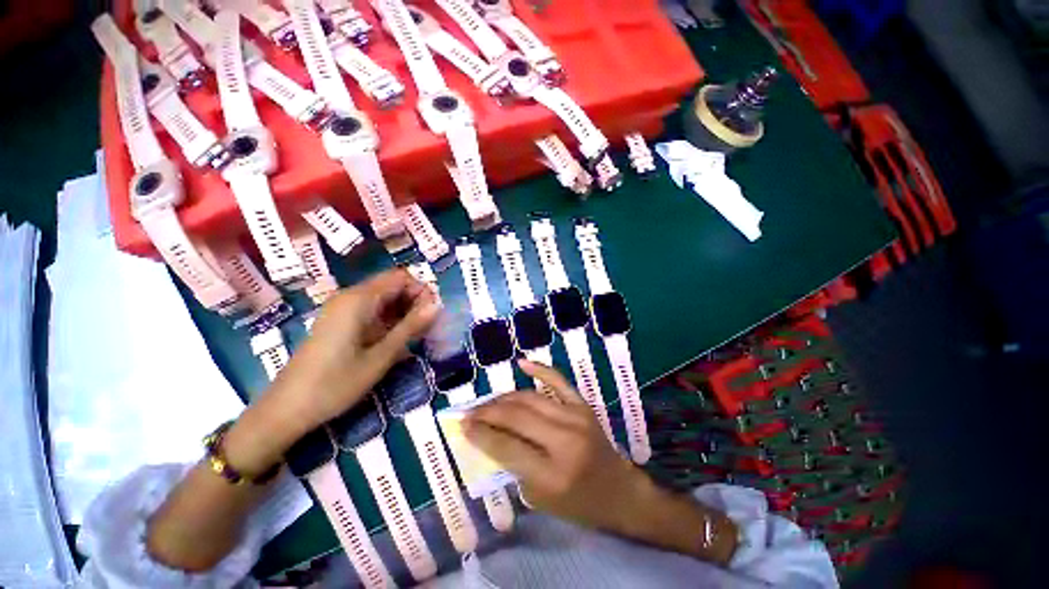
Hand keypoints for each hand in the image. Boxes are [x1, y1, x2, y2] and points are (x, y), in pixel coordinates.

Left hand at [270, 269, 439, 431]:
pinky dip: (389, 319)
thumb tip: (437, 305)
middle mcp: (349, 297)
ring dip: (403, 312)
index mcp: (359, 299)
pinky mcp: (339, 322)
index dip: (421, 291)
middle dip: (414, 301)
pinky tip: (395, 339)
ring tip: (415, 336)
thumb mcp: (381, 356)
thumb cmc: (336, 383)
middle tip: (427, 327)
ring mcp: (342, 309)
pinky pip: (371, 310)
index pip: (401, 277)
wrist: (287, 408)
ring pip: (383, 298)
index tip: (433, 314)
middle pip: (392, 285)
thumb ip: (410, 327)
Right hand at [463, 360, 649, 533]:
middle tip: (470, 412)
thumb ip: (513, 467)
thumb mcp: (540, 499)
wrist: (619, 491)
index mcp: (553, 474)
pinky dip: (539, 369)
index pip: (507, 447)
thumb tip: (488, 436)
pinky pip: (558, 381)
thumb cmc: (578, 504)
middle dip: (488, 413)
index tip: (463, 425)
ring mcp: (576, 417)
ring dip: (504, 398)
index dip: (481, 434)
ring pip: (530, 398)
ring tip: (487, 402)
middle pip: (516, 418)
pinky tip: (521, 363)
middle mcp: (564, 440)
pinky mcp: (583, 405)